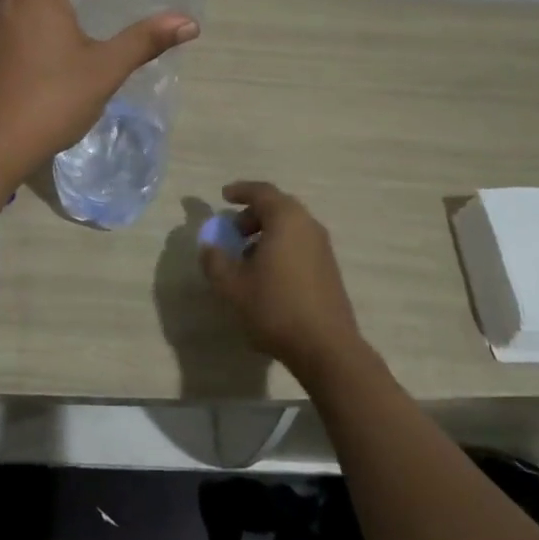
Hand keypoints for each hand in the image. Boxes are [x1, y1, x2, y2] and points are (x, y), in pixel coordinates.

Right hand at [200, 181, 366, 380]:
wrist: (326, 348)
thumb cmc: (275, 307)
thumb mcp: (232, 286)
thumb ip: (215, 261)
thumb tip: (209, 247)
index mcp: (286, 219)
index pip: (262, 192)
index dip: (240, 191)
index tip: (224, 196)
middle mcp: (308, 226)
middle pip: (278, 207)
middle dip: (252, 215)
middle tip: (233, 232)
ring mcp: (323, 248)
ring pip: (290, 228)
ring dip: (267, 234)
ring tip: (247, 258)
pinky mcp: (329, 270)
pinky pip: (300, 245)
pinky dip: (281, 248)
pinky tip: (268, 276)